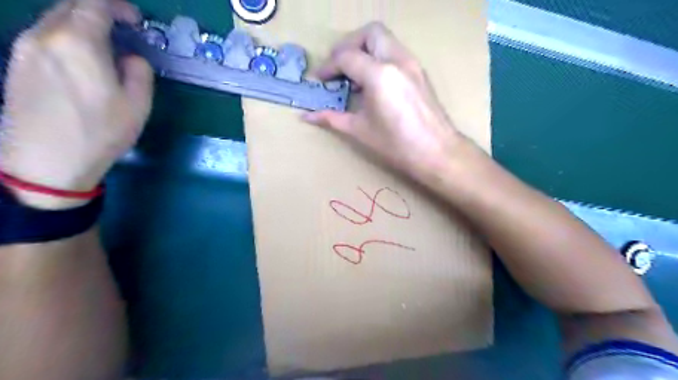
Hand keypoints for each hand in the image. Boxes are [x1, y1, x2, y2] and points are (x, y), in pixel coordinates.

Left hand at [0, 0, 152, 207]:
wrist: (47, 160)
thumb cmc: (100, 132)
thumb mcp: (137, 105)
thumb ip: (139, 73)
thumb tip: (132, 58)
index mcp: (78, 42)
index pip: (94, 4)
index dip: (119, 6)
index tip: (137, 21)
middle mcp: (44, 35)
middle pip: (70, 6)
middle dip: (99, 10)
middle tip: (124, 29)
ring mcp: (24, 48)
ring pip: (55, 20)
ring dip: (82, 24)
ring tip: (105, 46)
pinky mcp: (17, 64)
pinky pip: (45, 36)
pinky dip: (67, 37)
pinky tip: (82, 60)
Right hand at [306, 22, 469, 180]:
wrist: (437, 152)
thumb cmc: (397, 145)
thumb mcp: (360, 131)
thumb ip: (332, 118)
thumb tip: (306, 116)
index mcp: (379, 75)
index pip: (346, 57)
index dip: (328, 67)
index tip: (320, 80)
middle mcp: (397, 61)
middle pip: (369, 33)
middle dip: (349, 45)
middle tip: (338, 68)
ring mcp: (412, 64)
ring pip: (385, 40)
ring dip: (365, 50)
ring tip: (353, 75)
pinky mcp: (419, 72)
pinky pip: (395, 52)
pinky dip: (379, 58)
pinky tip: (373, 83)